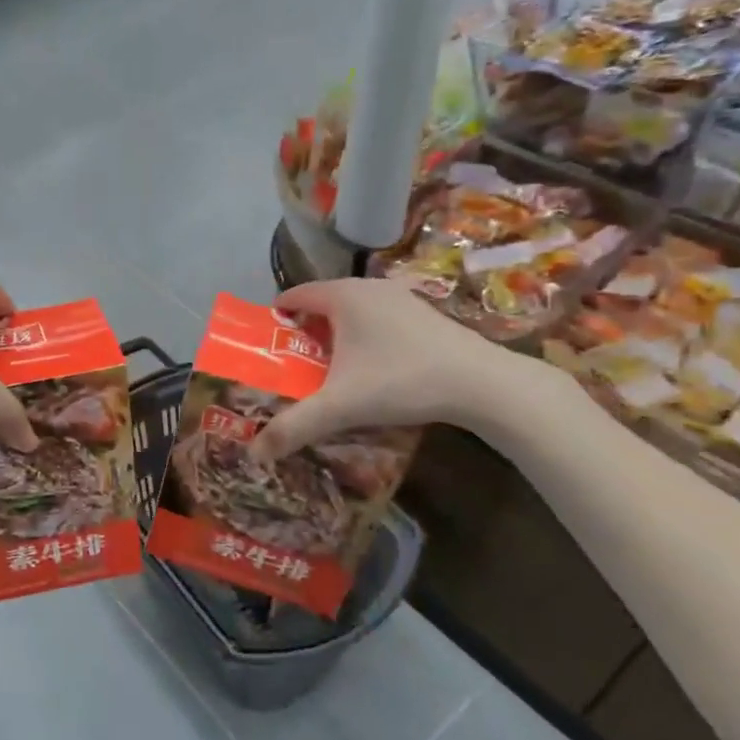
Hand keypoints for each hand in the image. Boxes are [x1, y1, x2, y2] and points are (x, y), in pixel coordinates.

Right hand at [250, 276, 537, 460]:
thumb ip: (295, 426)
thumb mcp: (340, 406)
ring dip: (335, 335)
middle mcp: (369, 287)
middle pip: (322, 303)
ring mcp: (401, 298)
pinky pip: (378, 319)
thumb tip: (255, 452)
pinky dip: (364, 337)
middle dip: (304, 331)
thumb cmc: (401, 381)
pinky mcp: (425, 314)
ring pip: (353, 311)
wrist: (483, 384)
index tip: (266, 345)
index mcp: (343, 296)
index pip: (295, 295)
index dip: (275, 318)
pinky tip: (371, 369)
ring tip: (327, 368)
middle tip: (292, 363)